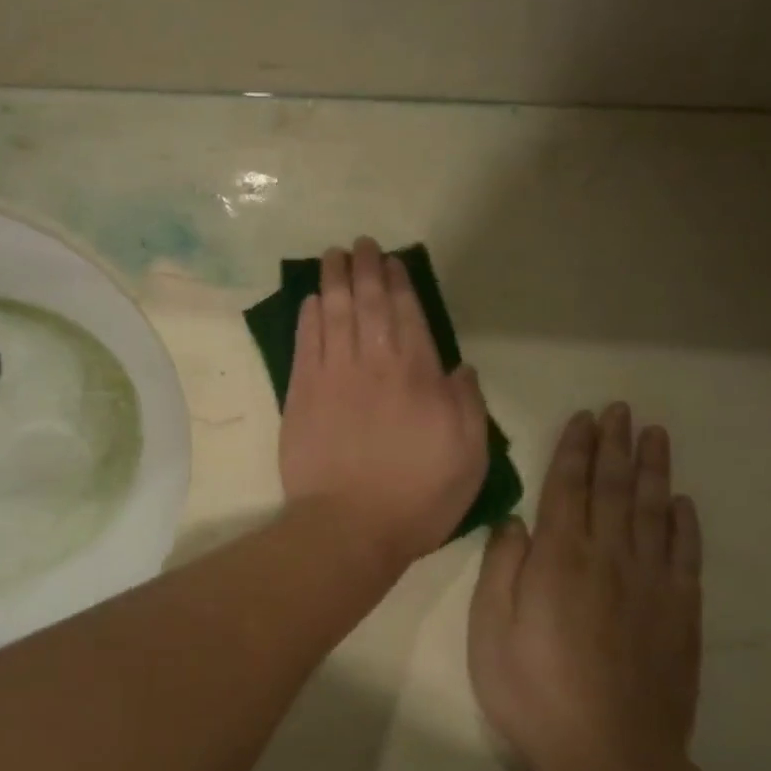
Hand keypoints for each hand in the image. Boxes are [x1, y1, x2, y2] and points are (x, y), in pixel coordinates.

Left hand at [279, 238, 489, 569]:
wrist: (348, 526)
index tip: (391, 261)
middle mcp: (375, 365)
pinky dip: (309, 318)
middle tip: (359, 244)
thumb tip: (460, 367)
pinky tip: (311, 300)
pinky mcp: (301, 394)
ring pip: (334, 315)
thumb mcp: (469, 456)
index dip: (398, 284)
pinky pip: (306, 344)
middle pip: (368, 305)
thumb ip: (467, 405)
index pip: (407, 316)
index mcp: (418, 376)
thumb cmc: (417, 496)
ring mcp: (333, 376)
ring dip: (334, 281)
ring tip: (332, 256)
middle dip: (364, 269)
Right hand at [467, 404, 702, 770]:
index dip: (576, 450)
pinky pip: (686, 556)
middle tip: (622, 410)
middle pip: (613, 490)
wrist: (609, 758)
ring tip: (655, 435)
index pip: (568, 488)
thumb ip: (503, 568)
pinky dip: (685, 525)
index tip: (585, 417)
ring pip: (653, 512)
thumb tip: (517, 521)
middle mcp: (608, 559)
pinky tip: (682, 503)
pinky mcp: (680, 615)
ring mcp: (651, 585)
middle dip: (616, 445)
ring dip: (653, 471)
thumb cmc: (532, 690)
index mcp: (559, 559)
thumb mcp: (490, 628)